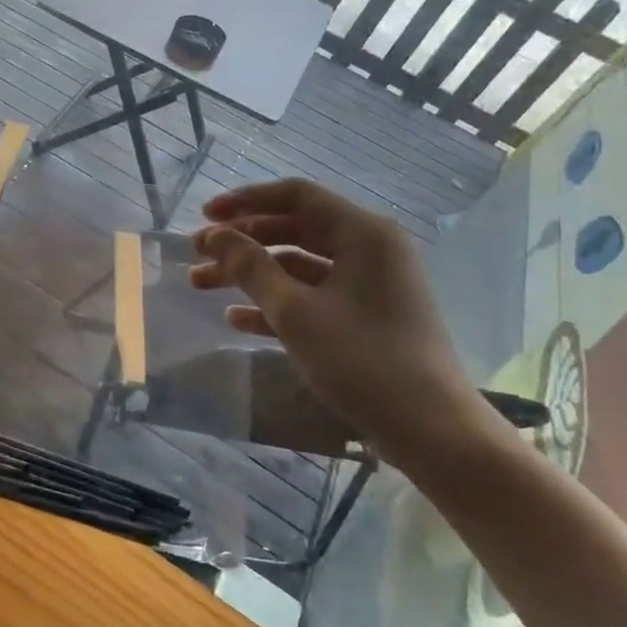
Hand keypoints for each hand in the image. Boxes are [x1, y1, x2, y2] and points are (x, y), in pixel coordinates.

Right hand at [187, 178, 483, 456]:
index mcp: (362, 233)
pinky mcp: (366, 317)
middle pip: (294, 229)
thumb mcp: (295, 311)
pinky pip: (313, 296)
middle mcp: (369, 249)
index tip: (204, 217)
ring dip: (250, 274)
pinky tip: (235, 318)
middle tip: (197, 253)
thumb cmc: (360, 359)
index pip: (296, 196)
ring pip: (298, 266)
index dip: (246, 202)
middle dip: (242, 241)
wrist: (429, 429)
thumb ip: (250, 267)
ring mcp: (369, 285)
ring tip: (201, 285)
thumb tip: (214, 235)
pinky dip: (275, 302)